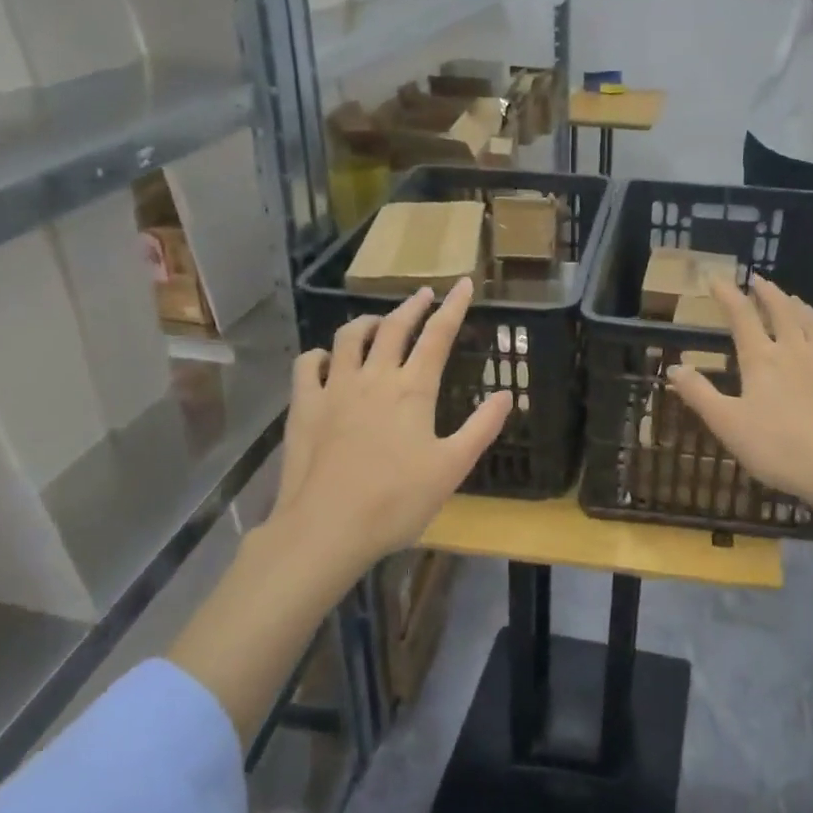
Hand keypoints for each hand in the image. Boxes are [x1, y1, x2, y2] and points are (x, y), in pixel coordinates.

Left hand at [264, 279, 511, 571]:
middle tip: (425, 294)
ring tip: (380, 322)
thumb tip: (508, 394)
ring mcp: (334, 388)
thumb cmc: (397, 500)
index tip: (463, 284)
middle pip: (395, 327)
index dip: (454, 307)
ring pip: (350, 337)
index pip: (438, 336)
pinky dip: (321, 353)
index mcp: (413, 389)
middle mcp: (374, 377)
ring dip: (369, 322)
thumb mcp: (452, 468)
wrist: (326, 528)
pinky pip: (308, 364)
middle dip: (413, 305)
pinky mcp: (304, 406)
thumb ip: (482, 428)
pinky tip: (327, 359)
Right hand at [665, 278, 812, 529]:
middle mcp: (796, 351)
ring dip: (800, 308)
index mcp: (762, 359)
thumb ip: (699, 394)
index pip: (742, 316)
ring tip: (794, 300)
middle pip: (782, 311)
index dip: (728, 295)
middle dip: (768, 293)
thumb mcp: (727, 425)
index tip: (716, 279)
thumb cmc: (779, 448)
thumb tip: (673, 367)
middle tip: (759, 280)